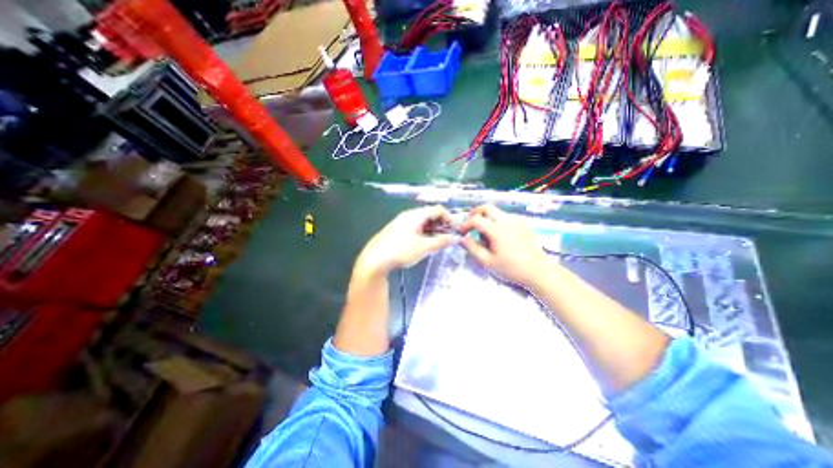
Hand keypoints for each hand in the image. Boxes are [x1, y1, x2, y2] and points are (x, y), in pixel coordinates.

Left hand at [352, 206, 454, 277]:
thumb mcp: (424, 247)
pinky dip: (424, 233)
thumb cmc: (401, 251)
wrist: (375, 259)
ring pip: (422, 222)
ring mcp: (401, 222)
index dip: (449, 218)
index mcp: (416, 215)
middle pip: (429, 215)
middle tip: (448, 237)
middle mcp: (408, 215)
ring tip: (439, 242)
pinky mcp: (396, 231)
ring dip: (433, 230)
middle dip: (441, 225)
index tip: (455, 230)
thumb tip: (454, 238)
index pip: (437, 209)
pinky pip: (414, 227)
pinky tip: (425, 243)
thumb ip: (440, 242)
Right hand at [454, 205, 551, 286]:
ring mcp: (517, 221)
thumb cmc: (512, 268)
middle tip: (471, 225)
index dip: (466, 224)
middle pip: (487, 208)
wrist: (539, 271)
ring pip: (497, 212)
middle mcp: (506, 220)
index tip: (462, 233)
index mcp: (497, 230)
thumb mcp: (488, 262)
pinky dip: (498, 222)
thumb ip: (473, 248)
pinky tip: (500, 236)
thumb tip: (461, 238)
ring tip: (485, 234)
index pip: (476, 219)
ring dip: (487, 218)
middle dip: (476, 214)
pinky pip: (506, 217)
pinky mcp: (523, 224)